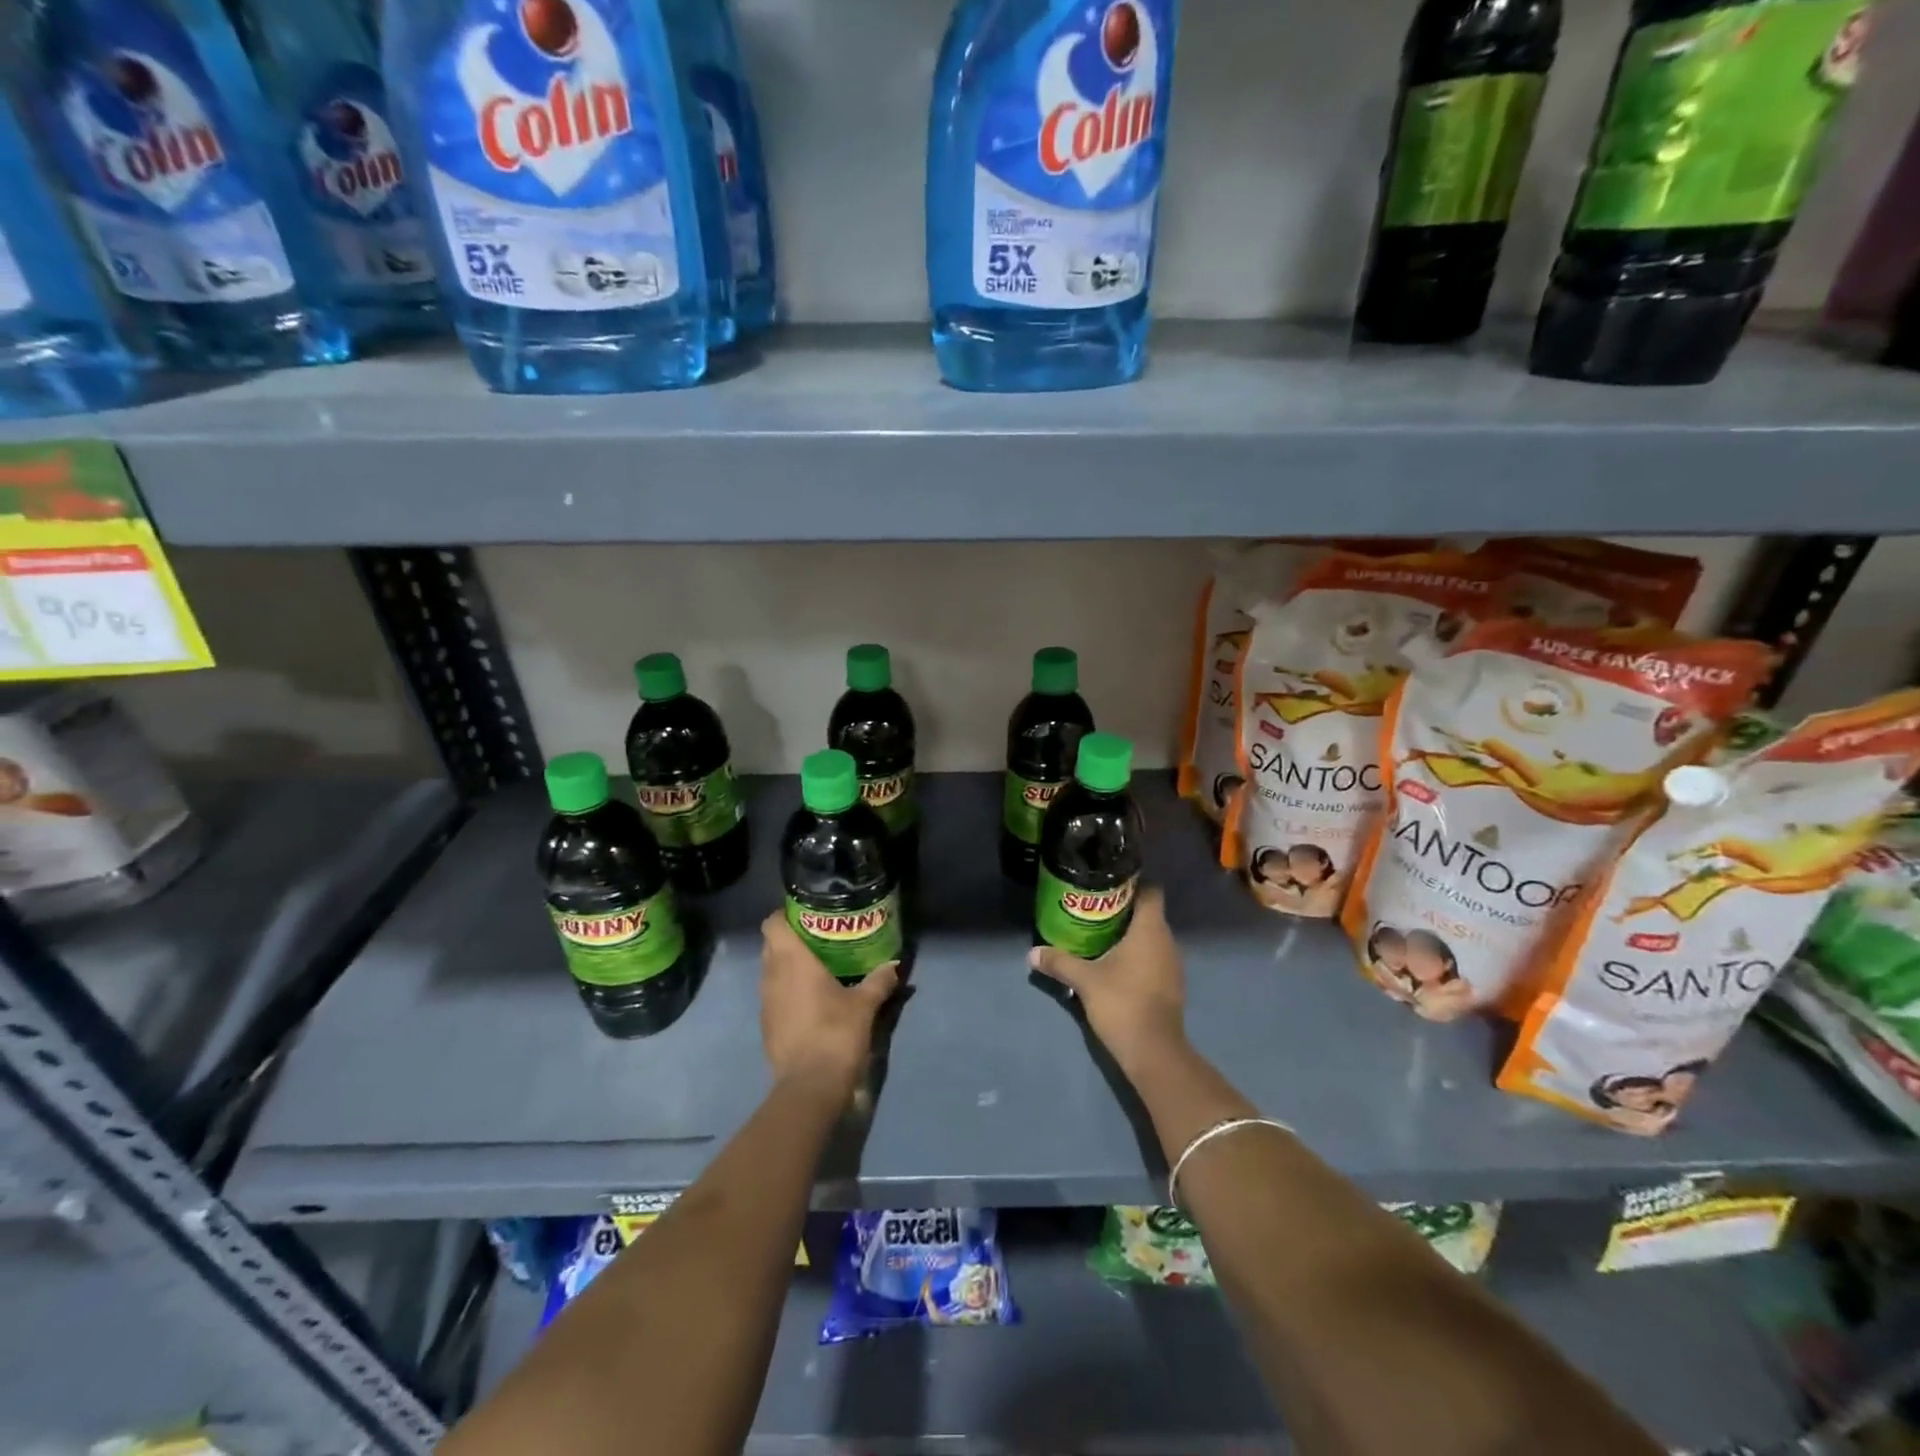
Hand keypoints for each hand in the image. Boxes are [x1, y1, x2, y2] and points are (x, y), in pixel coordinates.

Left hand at [759, 911, 898, 1102]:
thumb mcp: (865, 1005)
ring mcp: (765, 1003)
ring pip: (771, 971)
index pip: (772, 924)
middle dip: (791, 939)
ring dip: (788, 966)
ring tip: (818, 967)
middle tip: (820, 938)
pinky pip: (774, 996)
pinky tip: (811, 999)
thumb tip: (894, 965)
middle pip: (771, 945)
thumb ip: (879, 981)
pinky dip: (787, 991)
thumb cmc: (836, 1034)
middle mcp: (772, 976)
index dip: (785, 915)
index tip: (808, 915)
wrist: (809, 1087)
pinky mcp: (767, 1026)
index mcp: (792, 961)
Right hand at [1029, 887, 1184, 1074]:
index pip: (1151, 891)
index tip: (1107, 884)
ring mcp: (1172, 964)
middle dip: (1123, 908)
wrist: (1154, 1052)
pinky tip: (1113, 962)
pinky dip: (1136, 954)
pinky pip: (1153, 956)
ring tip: (1099, 933)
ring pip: (1151, 936)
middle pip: (1148, 913)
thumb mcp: (1085, 980)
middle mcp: (1167, 941)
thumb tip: (1031, 953)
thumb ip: (1059, 962)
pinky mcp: (1170, 984)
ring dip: (1129, 933)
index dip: (1132, 883)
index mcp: (1151, 930)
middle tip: (1092, 908)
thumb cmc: (1122, 1003)